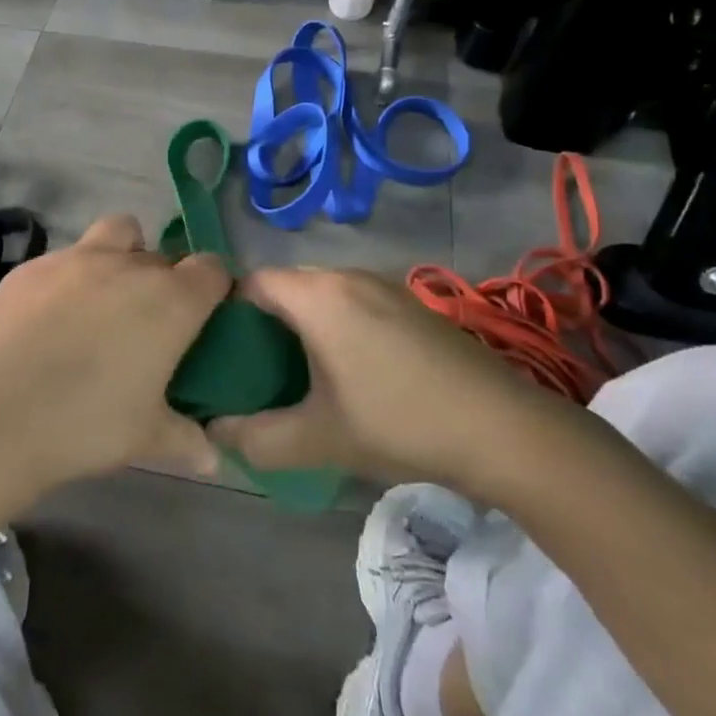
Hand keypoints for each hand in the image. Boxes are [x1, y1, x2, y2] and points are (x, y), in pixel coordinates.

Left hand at [0, 215, 231, 495]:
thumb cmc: (87, 423)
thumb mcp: (146, 438)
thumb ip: (186, 440)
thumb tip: (213, 460)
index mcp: (171, 300)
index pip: (213, 269)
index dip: (215, 287)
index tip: (207, 315)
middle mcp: (130, 266)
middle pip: (164, 254)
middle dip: (166, 279)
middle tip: (151, 322)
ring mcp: (77, 258)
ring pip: (118, 232)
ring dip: (124, 254)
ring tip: (106, 297)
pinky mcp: (33, 266)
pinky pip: (66, 257)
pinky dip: (71, 277)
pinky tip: (52, 316)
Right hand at [207, 268, 574, 500]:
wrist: (503, 428)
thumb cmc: (399, 422)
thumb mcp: (318, 439)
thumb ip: (255, 437)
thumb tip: (212, 430)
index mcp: (318, 296)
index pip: (251, 283)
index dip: (227, 313)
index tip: (220, 354)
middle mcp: (347, 276)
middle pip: (285, 285)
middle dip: (262, 322)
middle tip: (252, 369)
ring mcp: (384, 286)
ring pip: (321, 294)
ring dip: (301, 324)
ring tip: (295, 373)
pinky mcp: (410, 304)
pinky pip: (352, 302)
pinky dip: (334, 325)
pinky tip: (347, 371)